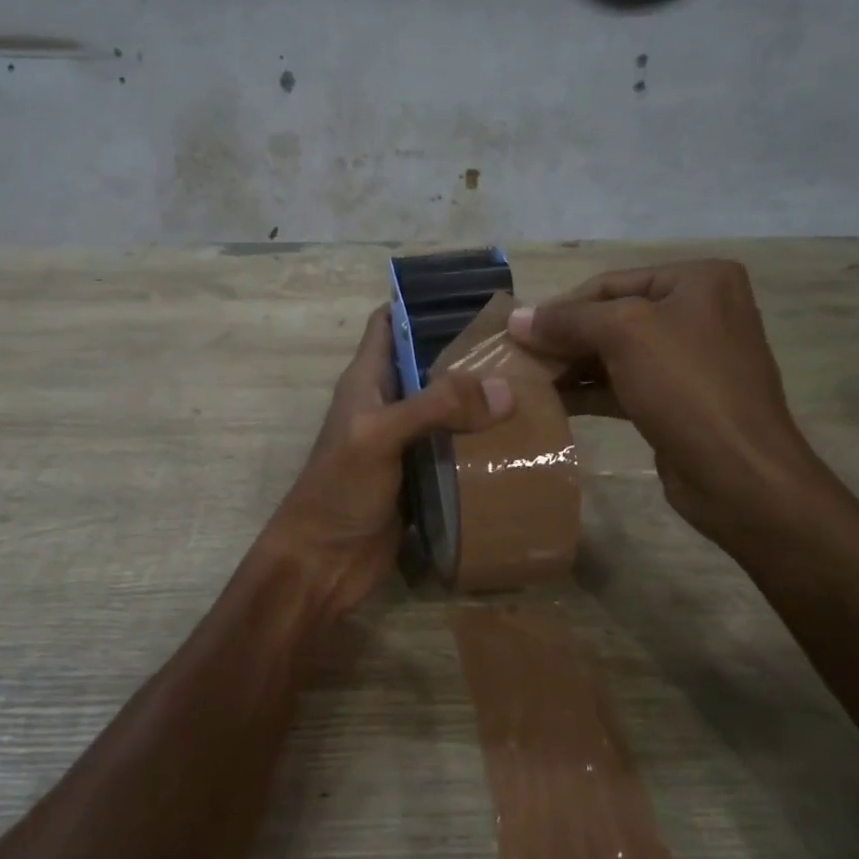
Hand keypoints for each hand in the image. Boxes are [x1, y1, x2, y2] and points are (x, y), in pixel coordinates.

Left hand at [262, 306, 512, 619]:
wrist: (324, 563)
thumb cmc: (339, 490)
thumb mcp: (380, 436)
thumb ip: (435, 407)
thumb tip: (503, 390)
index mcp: (367, 380)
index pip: (390, 323)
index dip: (423, 303)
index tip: (474, 295)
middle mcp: (387, 403)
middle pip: (429, 364)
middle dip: (469, 353)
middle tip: (523, 345)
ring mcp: (405, 442)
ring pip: (447, 407)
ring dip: (481, 400)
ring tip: (534, 385)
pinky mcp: (422, 476)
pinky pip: (455, 448)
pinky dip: (482, 441)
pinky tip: (519, 437)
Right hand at [508, 261, 834, 552]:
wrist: (739, 475)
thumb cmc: (687, 387)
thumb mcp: (624, 334)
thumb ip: (568, 320)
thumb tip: (516, 319)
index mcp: (698, 281)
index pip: (611, 282)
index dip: (560, 305)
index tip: (516, 330)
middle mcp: (698, 312)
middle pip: (612, 317)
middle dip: (563, 338)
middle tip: (516, 356)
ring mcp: (690, 360)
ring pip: (615, 354)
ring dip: (570, 365)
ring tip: (525, 379)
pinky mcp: (678, 401)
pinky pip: (623, 385)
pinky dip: (587, 391)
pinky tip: (551, 401)